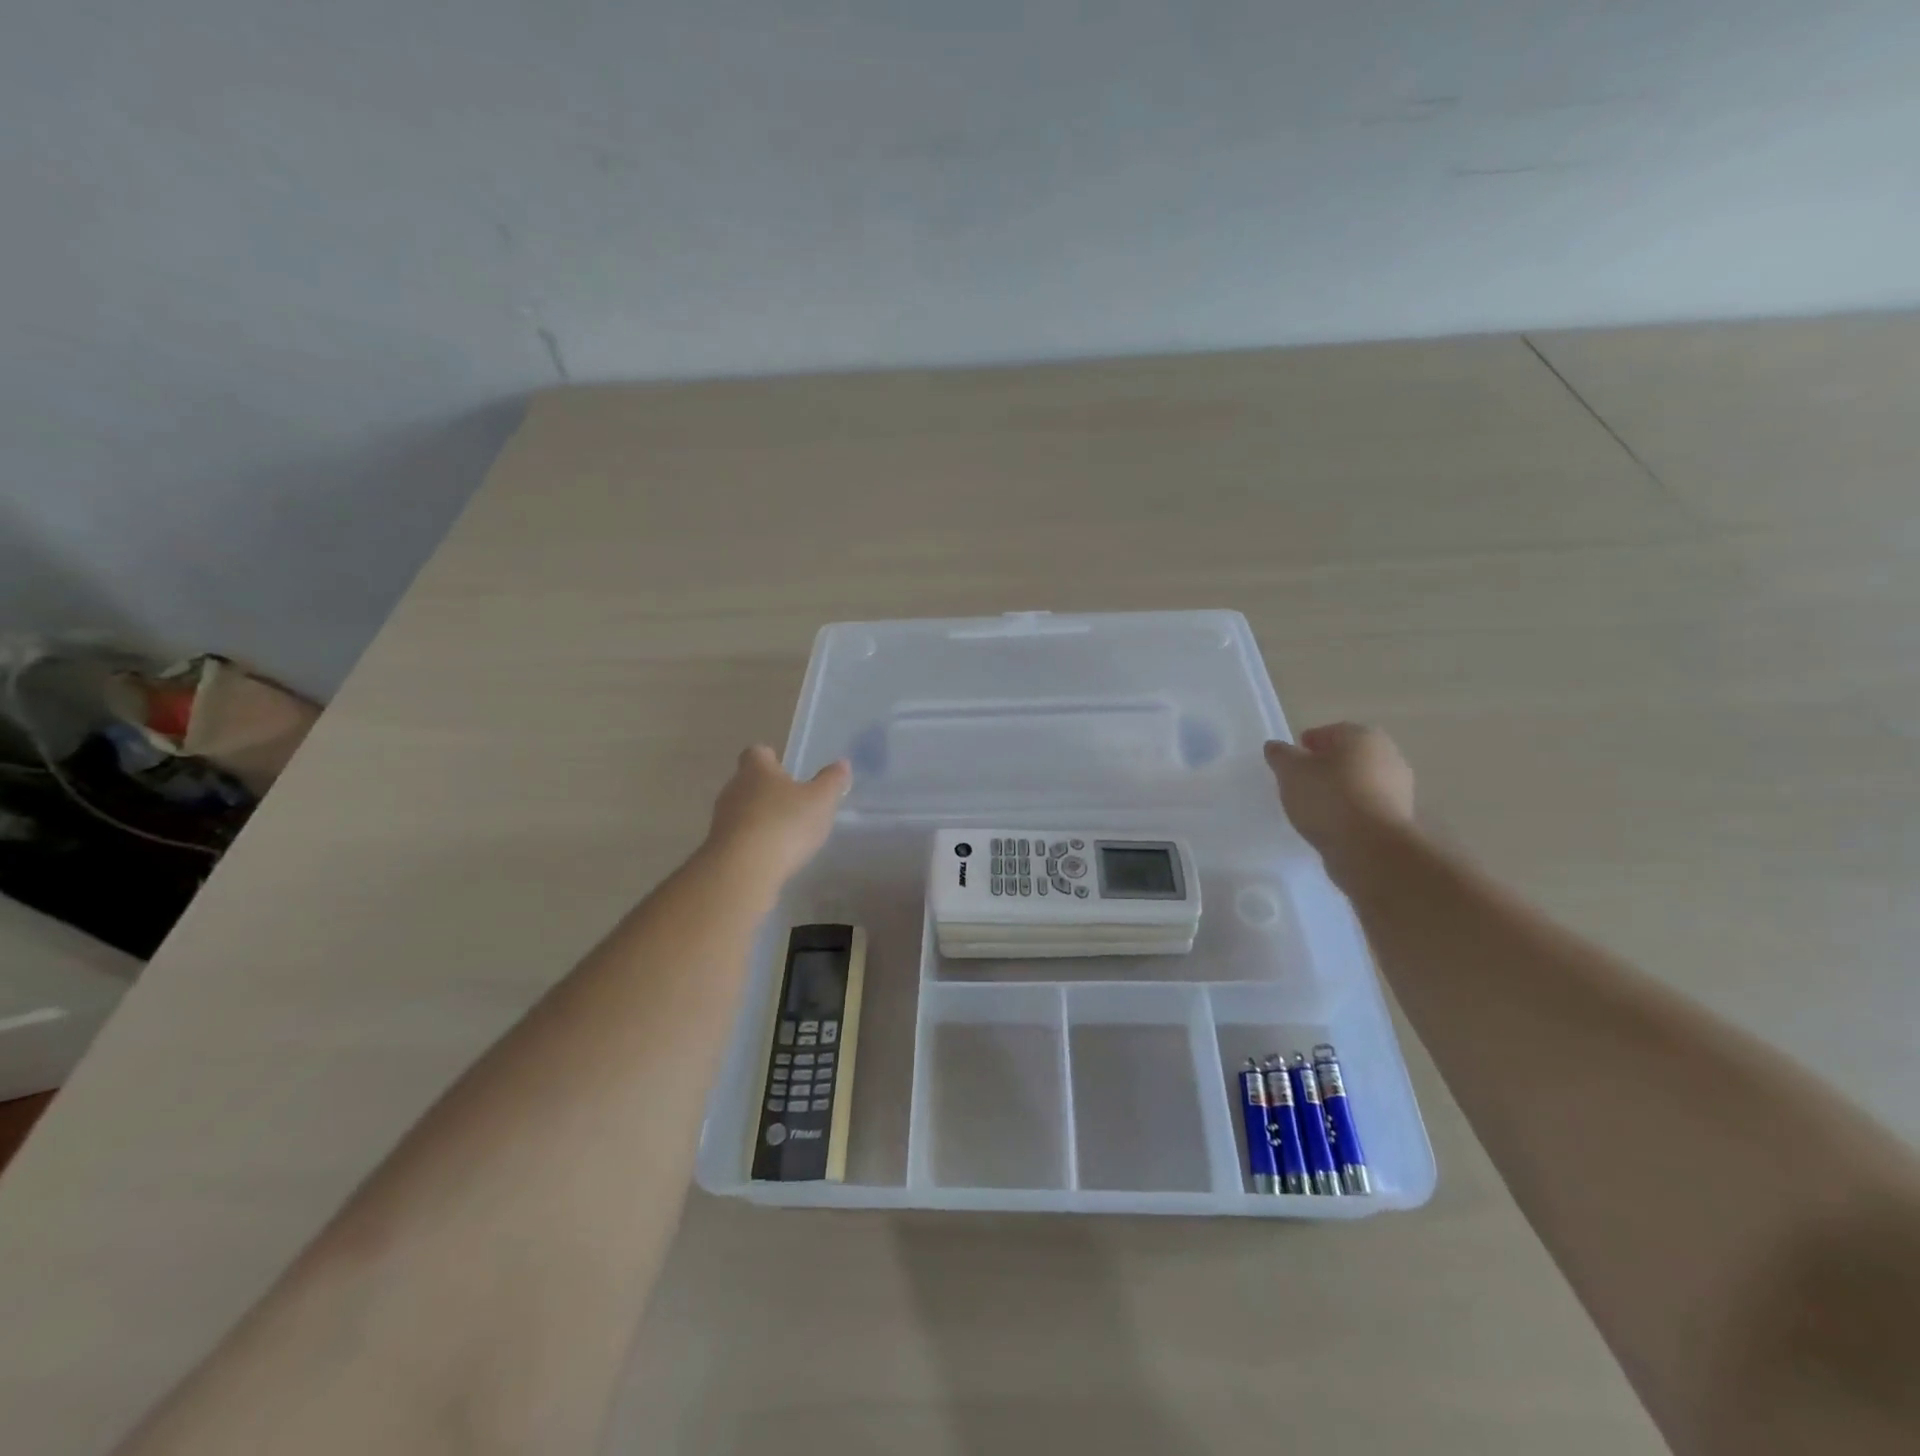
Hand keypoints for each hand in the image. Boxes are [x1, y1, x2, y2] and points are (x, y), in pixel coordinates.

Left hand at [704, 746, 850, 885]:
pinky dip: (754, 841)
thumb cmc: (785, 824)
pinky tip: (772, 855)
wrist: (742, 871)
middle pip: (749, 781)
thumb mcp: (821, 801)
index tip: (788, 770)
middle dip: (769, 789)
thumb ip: (832, 781)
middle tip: (794, 802)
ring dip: (761, 817)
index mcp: (756, 770)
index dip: (771, 758)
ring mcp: (722, 819)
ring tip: (786, 832)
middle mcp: (734, 788)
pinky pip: (739, 836)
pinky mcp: (720, 847)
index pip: (757, 752)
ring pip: (743, 809)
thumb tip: (841, 763)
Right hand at [1264, 723, 1414, 866]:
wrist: (1371, 848)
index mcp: (1361, 735)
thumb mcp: (1291, 772)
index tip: (1290, 765)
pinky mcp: (1400, 816)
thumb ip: (1281, 755)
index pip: (1327, 733)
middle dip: (1325, 767)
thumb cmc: (1328, 798)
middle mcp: (1387, 754)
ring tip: (1314, 809)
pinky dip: (1351, 811)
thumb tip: (1276, 746)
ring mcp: (1398, 787)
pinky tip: (1333, 824)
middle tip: (1300, 784)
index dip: (1305, 746)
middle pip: (1346, 757)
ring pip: (1358, 782)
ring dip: (1339, 790)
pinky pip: (1367, 806)